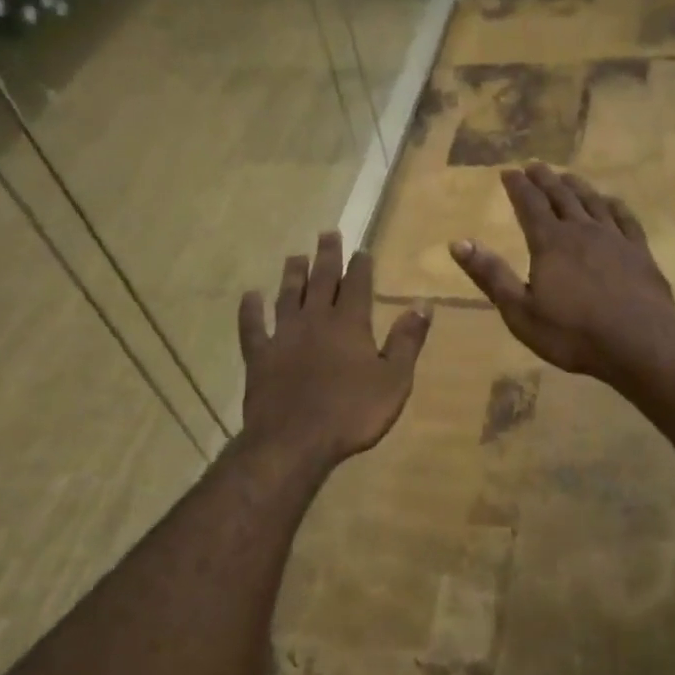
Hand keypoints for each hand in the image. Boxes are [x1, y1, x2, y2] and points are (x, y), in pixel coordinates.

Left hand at [239, 232, 431, 467]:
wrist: (295, 442)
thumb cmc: (352, 413)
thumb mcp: (394, 379)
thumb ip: (408, 340)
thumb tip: (423, 304)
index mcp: (350, 324)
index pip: (357, 285)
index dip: (360, 265)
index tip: (361, 248)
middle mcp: (315, 320)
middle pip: (322, 280)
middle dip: (327, 256)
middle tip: (327, 233)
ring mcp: (283, 336)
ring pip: (287, 296)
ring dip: (292, 275)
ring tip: (295, 256)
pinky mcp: (259, 357)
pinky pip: (252, 327)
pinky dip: (250, 310)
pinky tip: (250, 296)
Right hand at [449, 164, 674, 379]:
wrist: (638, 343)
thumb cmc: (572, 333)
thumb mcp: (520, 311)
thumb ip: (491, 275)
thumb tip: (458, 242)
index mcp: (549, 242)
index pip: (529, 205)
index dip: (517, 187)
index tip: (508, 172)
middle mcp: (581, 230)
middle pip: (561, 196)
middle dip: (544, 180)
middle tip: (534, 165)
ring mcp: (614, 238)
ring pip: (592, 202)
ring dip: (577, 186)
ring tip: (567, 176)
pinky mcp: (640, 251)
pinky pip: (625, 218)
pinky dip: (614, 205)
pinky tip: (611, 202)